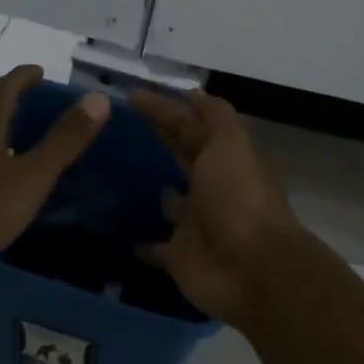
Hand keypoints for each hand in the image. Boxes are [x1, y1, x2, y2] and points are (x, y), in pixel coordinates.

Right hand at [128, 89, 306, 324]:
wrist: (250, 270)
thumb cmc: (238, 200)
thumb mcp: (230, 145)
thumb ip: (213, 117)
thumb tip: (191, 92)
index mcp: (225, 160)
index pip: (191, 127)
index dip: (165, 109)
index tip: (130, 96)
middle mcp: (211, 189)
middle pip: (182, 158)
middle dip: (160, 141)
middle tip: (117, 126)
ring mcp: (195, 225)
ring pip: (169, 202)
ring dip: (153, 191)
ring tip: (114, 176)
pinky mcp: (178, 257)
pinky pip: (154, 247)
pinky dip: (138, 241)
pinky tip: (114, 230)